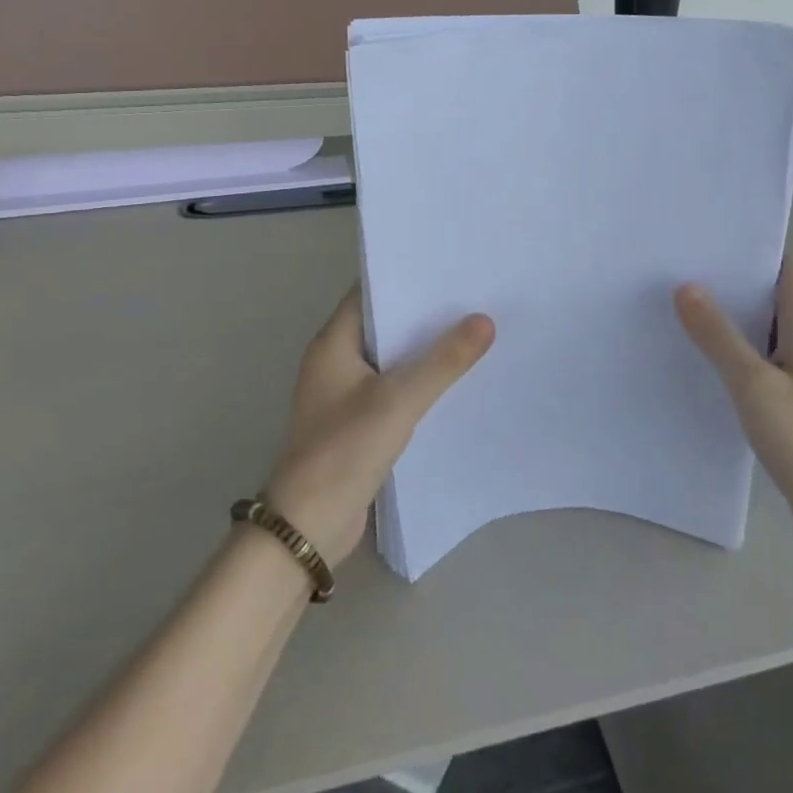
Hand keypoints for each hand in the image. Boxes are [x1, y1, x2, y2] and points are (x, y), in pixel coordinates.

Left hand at [263, 288, 494, 565]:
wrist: (308, 527)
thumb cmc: (345, 450)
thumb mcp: (399, 400)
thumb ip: (443, 361)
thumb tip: (484, 320)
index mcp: (333, 343)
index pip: (370, 292)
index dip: (406, 276)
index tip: (448, 265)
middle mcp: (336, 361)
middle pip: (385, 324)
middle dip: (424, 312)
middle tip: (473, 295)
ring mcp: (346, 394)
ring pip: (393, 358)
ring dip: (425, 348)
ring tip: (474, 330)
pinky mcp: (359, 423)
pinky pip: (395, 388)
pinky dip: (421, 380)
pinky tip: (456, 379)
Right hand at [675, 250, 792, 542]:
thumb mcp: (753, 383)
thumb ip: (719, 336)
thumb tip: (687, 287)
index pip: (791, 266)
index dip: (757, 250)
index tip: (713, 245)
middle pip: (776, 294)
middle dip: (736, 283)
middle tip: (685, 274)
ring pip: (769, 330)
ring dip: (736, 320)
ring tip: (686, 310)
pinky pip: (766, 361)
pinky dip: (740, 354)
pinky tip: (708, 362)